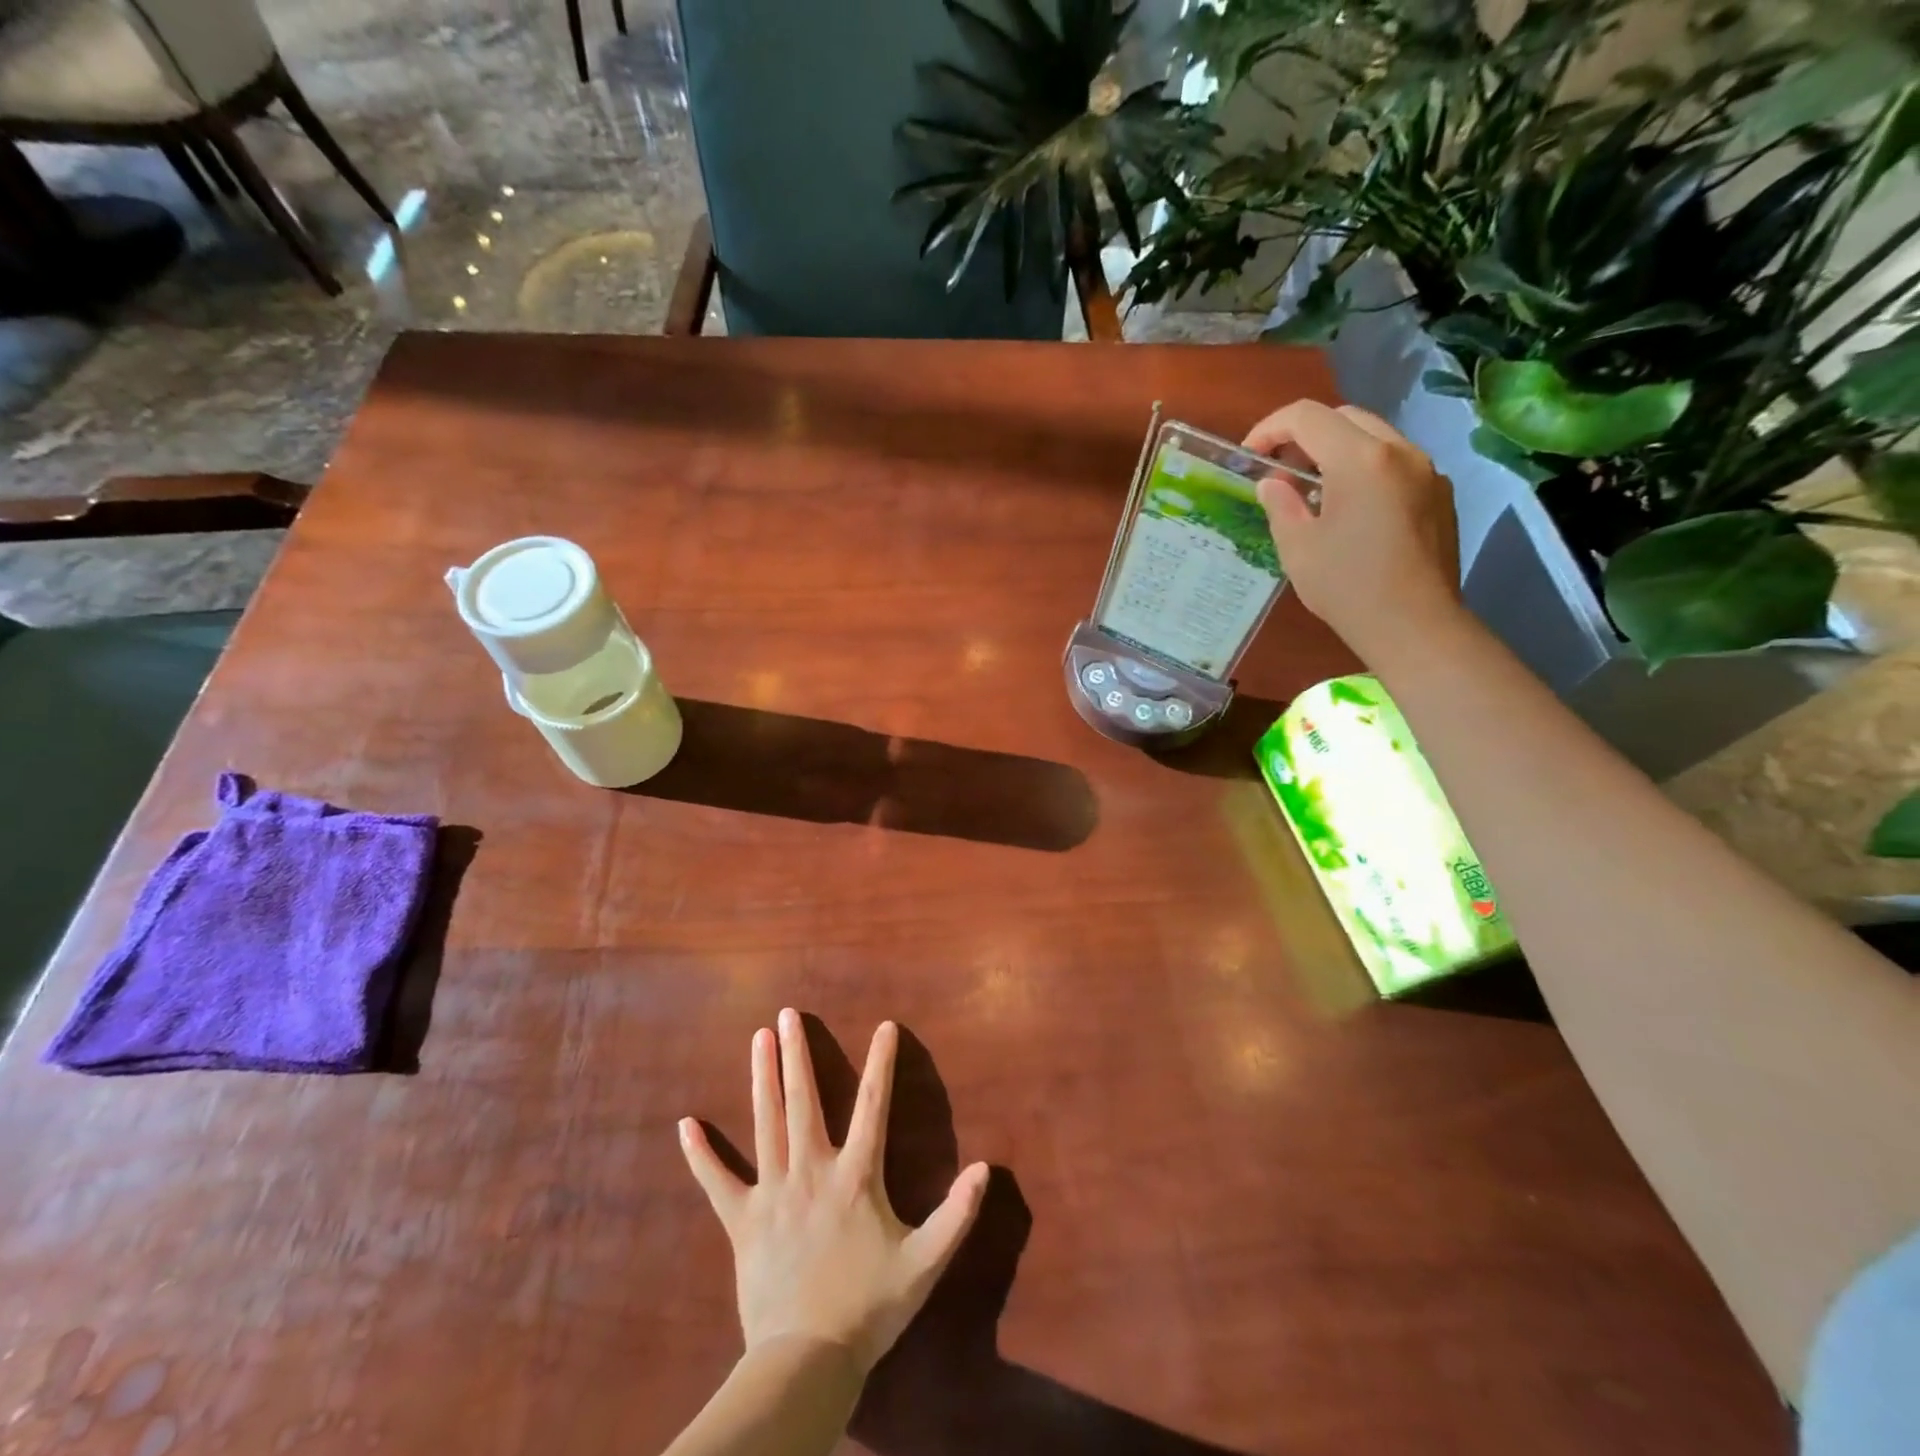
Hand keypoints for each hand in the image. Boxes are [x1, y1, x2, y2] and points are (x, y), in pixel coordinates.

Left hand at [679, 1011, 989, 1375]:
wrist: (807, 1362)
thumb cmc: (868, 1308)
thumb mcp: (924, 1264)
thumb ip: (956, 1215)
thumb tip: (985, 1169)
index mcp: (854, 1177)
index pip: (874, 1106)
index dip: (882, 1063)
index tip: (885, 1026)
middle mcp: (811, 1171)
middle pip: (803, 1101)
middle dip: (797, 1054)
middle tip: (788, 1015)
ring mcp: (772, 1193)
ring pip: (765, 1124)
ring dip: (761, 1078)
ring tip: (758, 1038)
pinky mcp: (742, 1221)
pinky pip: (717, 1182)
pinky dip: (701, 1154)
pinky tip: (686, 1124)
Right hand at [1245, 400, 1462, 663]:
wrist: (1414, 624)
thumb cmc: (1347, 586)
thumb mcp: (1297, 547)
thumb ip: (1281, 504)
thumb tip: (1272, 483)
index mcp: (1359, 459)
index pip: (1307, 417)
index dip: (1270, 428)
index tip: (1250, 456)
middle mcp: (1399, 451)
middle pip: (1344, 417)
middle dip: (1305, 434)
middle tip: (1280, 469)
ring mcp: (1426, 470)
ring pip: (1374, 436)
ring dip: (1338, 449)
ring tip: (1313, 488)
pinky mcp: (1439, 493)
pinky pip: (1396, 463)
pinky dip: (1366, 469)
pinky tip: (1351, 508)